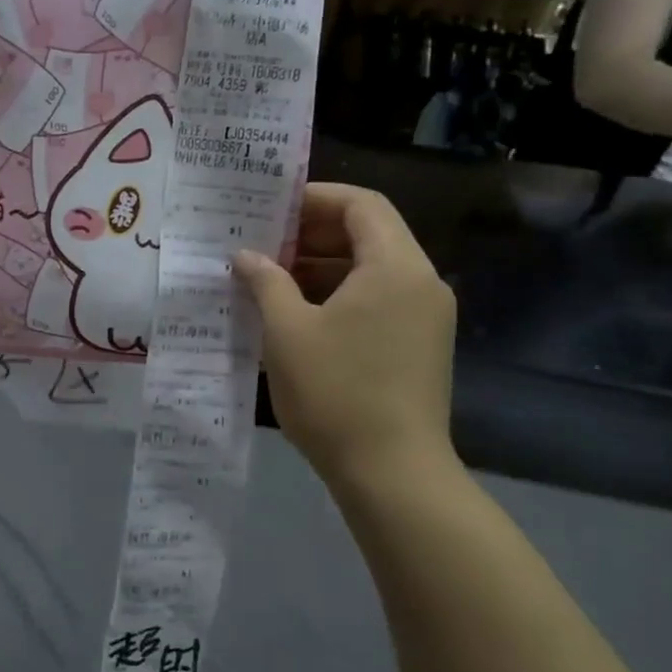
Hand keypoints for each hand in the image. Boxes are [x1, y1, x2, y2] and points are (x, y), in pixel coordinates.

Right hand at [232, 185, 456, 490]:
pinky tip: (294, 315)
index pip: (361, 205)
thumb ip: (266, 282)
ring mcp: (424, 317)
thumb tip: (247, 256)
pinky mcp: (418, 346)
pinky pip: (376, 301)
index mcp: (395, 268)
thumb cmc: (336, 392)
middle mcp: (420, 283)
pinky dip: (336, 295)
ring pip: (370, 270)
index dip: (314, 197)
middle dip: (311, 234)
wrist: (392, 473)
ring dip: (320, 267)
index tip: (269, 207)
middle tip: (260, 243)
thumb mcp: (287, 331)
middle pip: (368, 234)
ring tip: (267, 279)